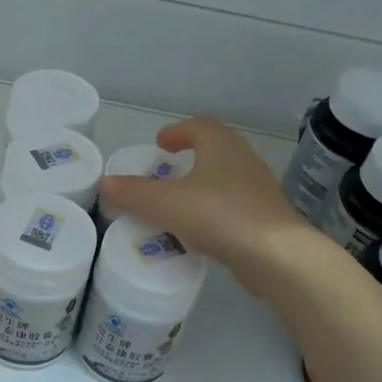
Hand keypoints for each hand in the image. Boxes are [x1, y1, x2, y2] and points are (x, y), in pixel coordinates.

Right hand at [97, 117, 322, 295]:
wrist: (276, 256)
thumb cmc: (219, 215)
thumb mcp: (166, 204)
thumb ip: (133, 193)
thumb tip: (104, 182)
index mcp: (221, 145)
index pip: (199, 126)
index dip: (177, 132)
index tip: (160, 143)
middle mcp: (244, 159)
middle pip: (215, 149)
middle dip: (191, 156)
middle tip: (166, 169)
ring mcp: (259, 189)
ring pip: (225, 178)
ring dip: (203, 183)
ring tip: (179, 201)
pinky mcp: (265, 218)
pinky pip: (233, 205)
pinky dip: (213, 209)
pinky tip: (200, 229)